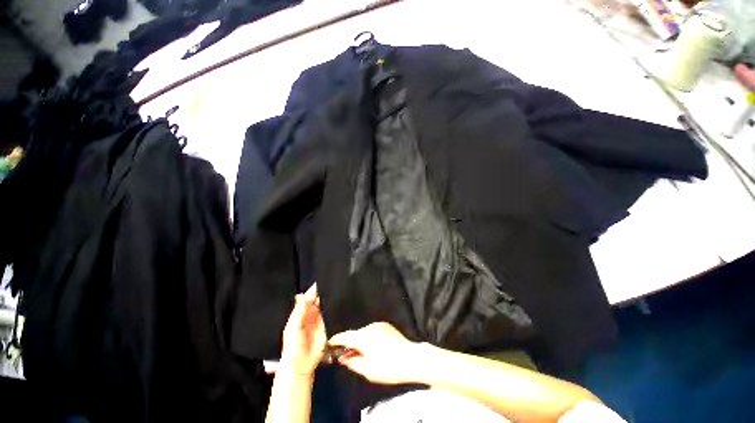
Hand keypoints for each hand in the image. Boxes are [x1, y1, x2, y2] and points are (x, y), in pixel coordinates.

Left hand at [280, 284, 326, 376]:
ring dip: (326, 300)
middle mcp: (309, 315)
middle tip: (327, 284)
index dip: (312, 291)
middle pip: (315, 301)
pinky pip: (328, 315)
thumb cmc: (293, 346)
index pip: (307, 299)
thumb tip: (301, 295)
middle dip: (320, 293)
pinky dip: (330, 309)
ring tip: (332, 290)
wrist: (301, 364)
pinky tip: (335, 303)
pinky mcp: (325, 326)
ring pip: (322, 306)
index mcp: (299, 314)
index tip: (318, 283)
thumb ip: (299, 311)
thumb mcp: (294, 327)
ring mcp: (318, 321)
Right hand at [328, 322, 427, 384]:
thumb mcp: (368, 370)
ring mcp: (379, 325)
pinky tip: (374, 349)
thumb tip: (344, 358)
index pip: (345, 336)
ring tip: (363, 355)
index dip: (336, 340)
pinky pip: (372, 331)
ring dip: (361, 342)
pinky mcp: (386, 326)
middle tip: (347, 357)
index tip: (330, 343)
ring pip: (364, 333)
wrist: (411, 358)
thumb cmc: (389, 367)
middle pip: (355, 334)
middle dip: (350, 344)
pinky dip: (369, 338)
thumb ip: (352, 363)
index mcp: (364, 337)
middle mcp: (370, 328)